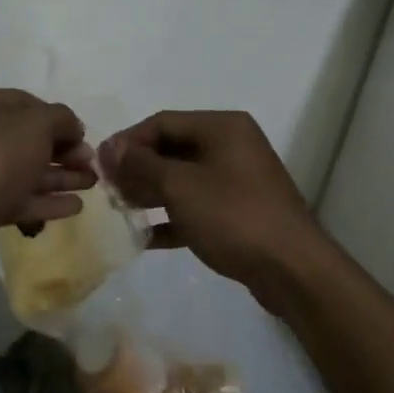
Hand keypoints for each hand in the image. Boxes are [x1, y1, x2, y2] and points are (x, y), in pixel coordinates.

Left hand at [0, 88, 95, 265]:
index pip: (25, 103)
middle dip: (62, 151)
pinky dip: (44, 201)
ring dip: (58, 177)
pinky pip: (16, 198)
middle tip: (90, 165)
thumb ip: (61, 118)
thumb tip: (72, 127)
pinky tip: (74, 207)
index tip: (83, 136)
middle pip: (25, 139)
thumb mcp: (36, 124)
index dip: (58, 119)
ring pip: (23, 170)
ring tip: (91, 185)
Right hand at [100, 111, 325, 309]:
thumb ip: (141, 164)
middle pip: (172, 149)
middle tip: (108, 190)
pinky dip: (172, 217)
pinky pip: (197, 206)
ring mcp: (238, 180)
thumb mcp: (180, 186)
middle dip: (138, 168)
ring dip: (151, 193)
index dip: (128, 141)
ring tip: (121, 211)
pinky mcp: (240, 213)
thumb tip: (110, 148)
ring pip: (183, 179)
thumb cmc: (233, 216)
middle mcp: (232, 146)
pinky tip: (145, 238)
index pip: (162, 122)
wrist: (293, 270)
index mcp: (222, 127)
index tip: (100, 165)